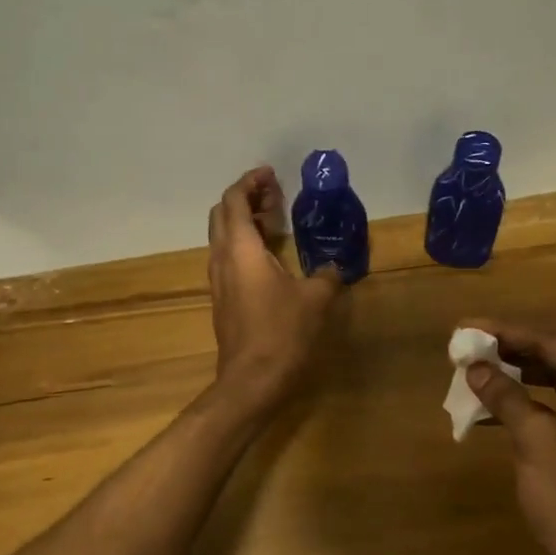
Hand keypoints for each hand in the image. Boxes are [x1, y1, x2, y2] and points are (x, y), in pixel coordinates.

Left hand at [208, 167, 340, 408]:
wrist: (252, 379)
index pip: (233, 201)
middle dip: (245, 199)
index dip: (249, 182)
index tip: (270, 174)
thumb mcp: (316, 299)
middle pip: (222, 215)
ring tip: (275, 222)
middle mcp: (222, 259)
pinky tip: (270, 257)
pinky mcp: (223, 299)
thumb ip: (327, 275)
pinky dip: (245, 245)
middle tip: (274, 195)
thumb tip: (336, 266)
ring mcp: (219, 281)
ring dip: (244, 222)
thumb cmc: (282, 332)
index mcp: (241, 249)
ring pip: (223, 237)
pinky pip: (228, 258)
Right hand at [462, 319, 555, 554]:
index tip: (467, 326)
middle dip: (512, 345)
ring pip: (555, 376)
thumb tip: (475, 367)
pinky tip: (491, 401)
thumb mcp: (535, 440)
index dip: (507, 332)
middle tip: (471, 341)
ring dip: (516, 370)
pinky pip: (554, 403)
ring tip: (477, 365)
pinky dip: (525, 398)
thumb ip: (505, 395)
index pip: (554, 343)